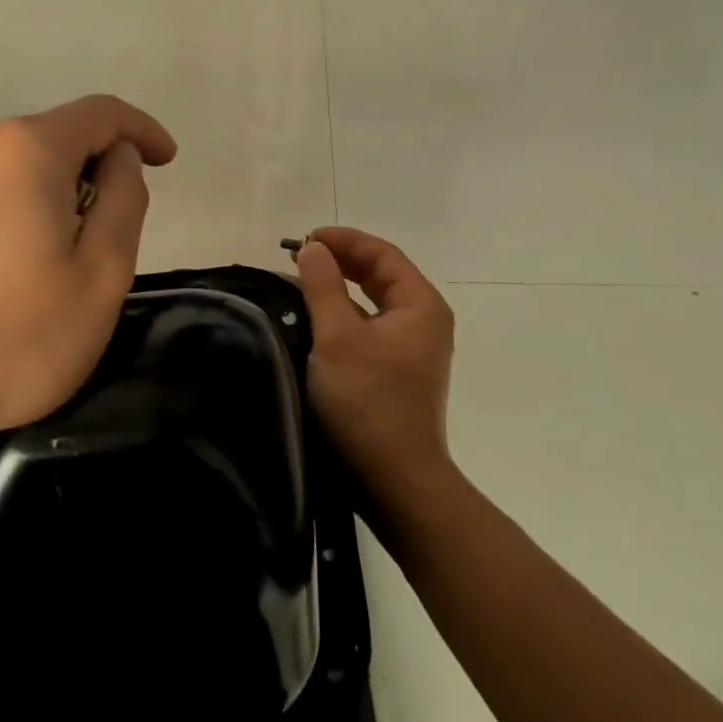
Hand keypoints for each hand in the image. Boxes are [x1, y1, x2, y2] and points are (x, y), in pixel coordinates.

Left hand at [0, 95, 176, 458]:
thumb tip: (121, 158)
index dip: (143, 131)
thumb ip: (124, 202)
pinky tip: (16, 264)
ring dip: (58, 191)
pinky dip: (20, 205)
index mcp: (26, 149)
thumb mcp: (100, 277)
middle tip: (114, 235)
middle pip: (60, 135)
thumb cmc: (10, 340)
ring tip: (65, 256)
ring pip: (23, 163)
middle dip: (98, 170)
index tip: (168, 162)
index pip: (102, 113)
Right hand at [294, 227, 455, 496]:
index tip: (304, 240)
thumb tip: (313, 248)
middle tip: (299, 258)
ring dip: (339, 288)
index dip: (343, 239)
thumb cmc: (369, 401)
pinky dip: (343, 316)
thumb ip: (323, 286)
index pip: (382, 253)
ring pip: (373, 302)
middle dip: (340, 261)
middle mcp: (423, 321)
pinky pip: (369, 328)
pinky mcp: (397, 373)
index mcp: (421, 304)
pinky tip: (314, 321)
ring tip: (301, 283)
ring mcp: (413, 350)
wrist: (396, 481)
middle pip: (381, 274)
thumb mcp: (338, 337)